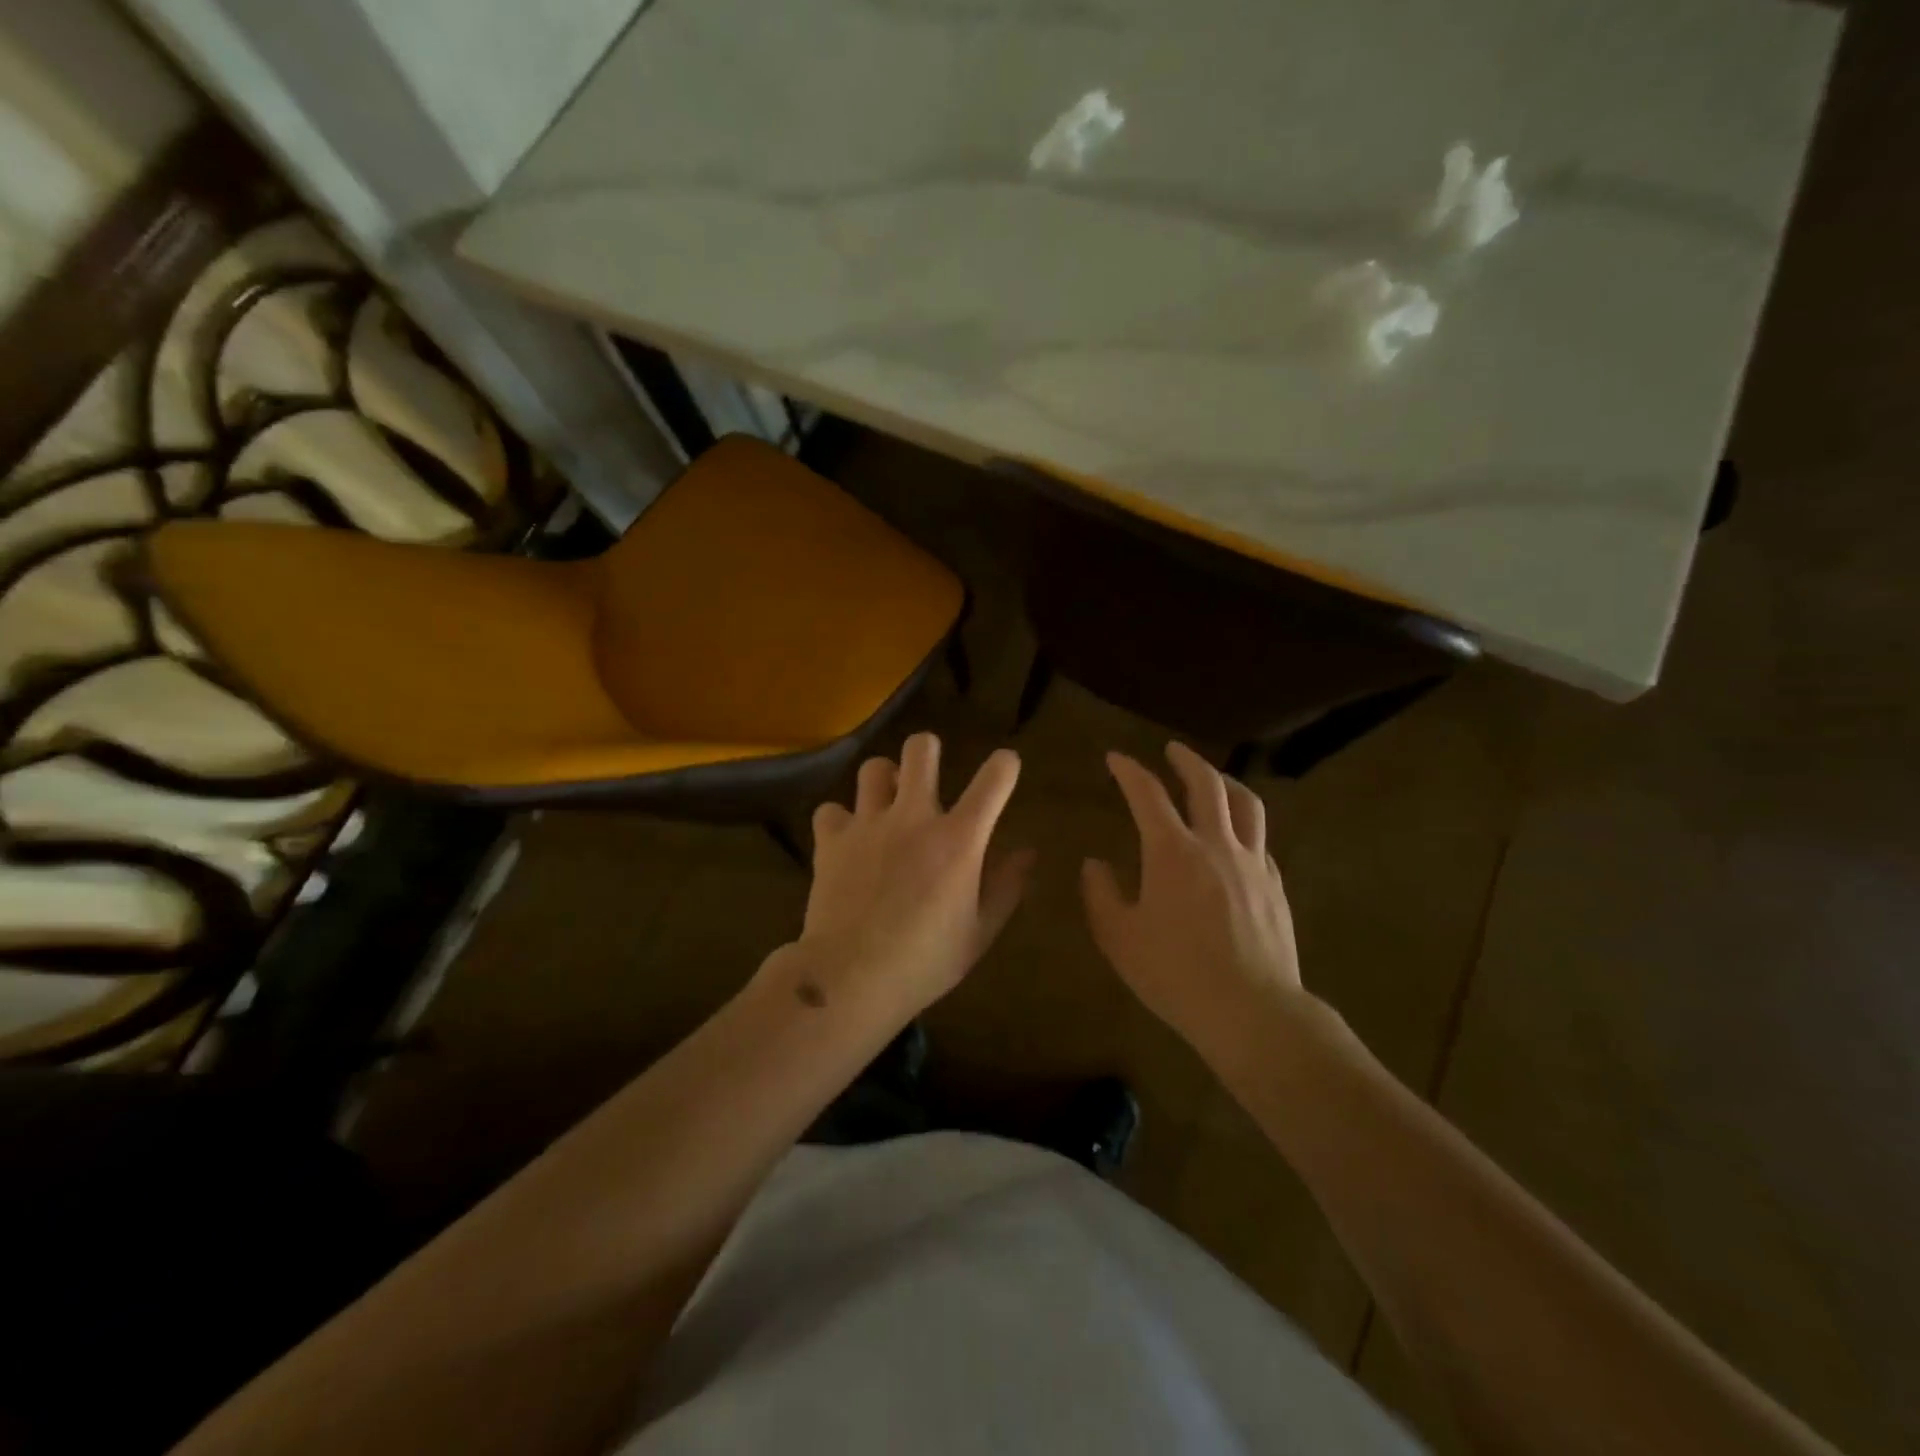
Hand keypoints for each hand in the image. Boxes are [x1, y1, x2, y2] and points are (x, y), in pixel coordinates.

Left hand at [783, 732, 1033, 1025]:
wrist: (851, 978)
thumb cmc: (926, 961)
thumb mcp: (979, 932)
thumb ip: (1006, 887)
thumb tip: (1028, 853)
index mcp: (959, 839)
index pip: (994, 779)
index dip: (1005, 765)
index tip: (1006, 767)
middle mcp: (914, 818)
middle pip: (921, 749)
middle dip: (928, 750)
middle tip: (928, 774)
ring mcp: (868, 824)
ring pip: (873, 768)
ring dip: (885, 780)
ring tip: (887, 804)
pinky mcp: (831, 841)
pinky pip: (831, 810)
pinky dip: (840, 820)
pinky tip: (848, 840)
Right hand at [1082, 742, 1312, 1061]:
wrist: (1251, 1010)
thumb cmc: (1175, 973)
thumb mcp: (1119, 937)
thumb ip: (1101, 895)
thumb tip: (1094, 864)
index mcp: (1172, 851)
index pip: (1148, 794)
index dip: (1130, 771)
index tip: (1115, 758)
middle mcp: (1216, 844)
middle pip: (1206, 785)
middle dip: (1186, 760)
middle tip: (1171, 750)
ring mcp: (1252, 863)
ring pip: (1246, 805)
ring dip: (1226, 782)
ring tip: (1214, 778)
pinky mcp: (1274, 886)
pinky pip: (1261, 841)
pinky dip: (1245, 825)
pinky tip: (1238, 837)